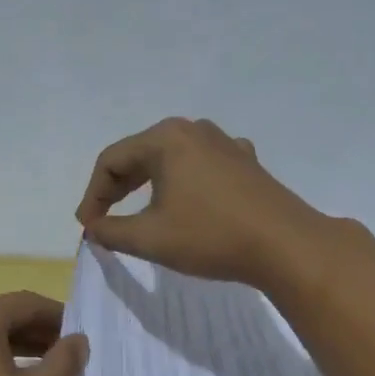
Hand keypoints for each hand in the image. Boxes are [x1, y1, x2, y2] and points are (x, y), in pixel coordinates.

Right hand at [74, 117, 332, 286]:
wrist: (286, 245)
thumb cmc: (211, 237)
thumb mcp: (151, 238)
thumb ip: (112, 231)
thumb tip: (93, 228)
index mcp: (166, 139)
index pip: (111, 161)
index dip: (93, 195)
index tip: (88, 227)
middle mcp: (194, 130)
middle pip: (141, 154)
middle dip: (117, 188)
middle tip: (104, 219)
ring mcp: (225, 143)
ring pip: (172, 159)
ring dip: (149, 184)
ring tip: (139, 211)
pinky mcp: (246, 162)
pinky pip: (201, 165)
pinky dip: (183, 182)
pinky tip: (186, 200)